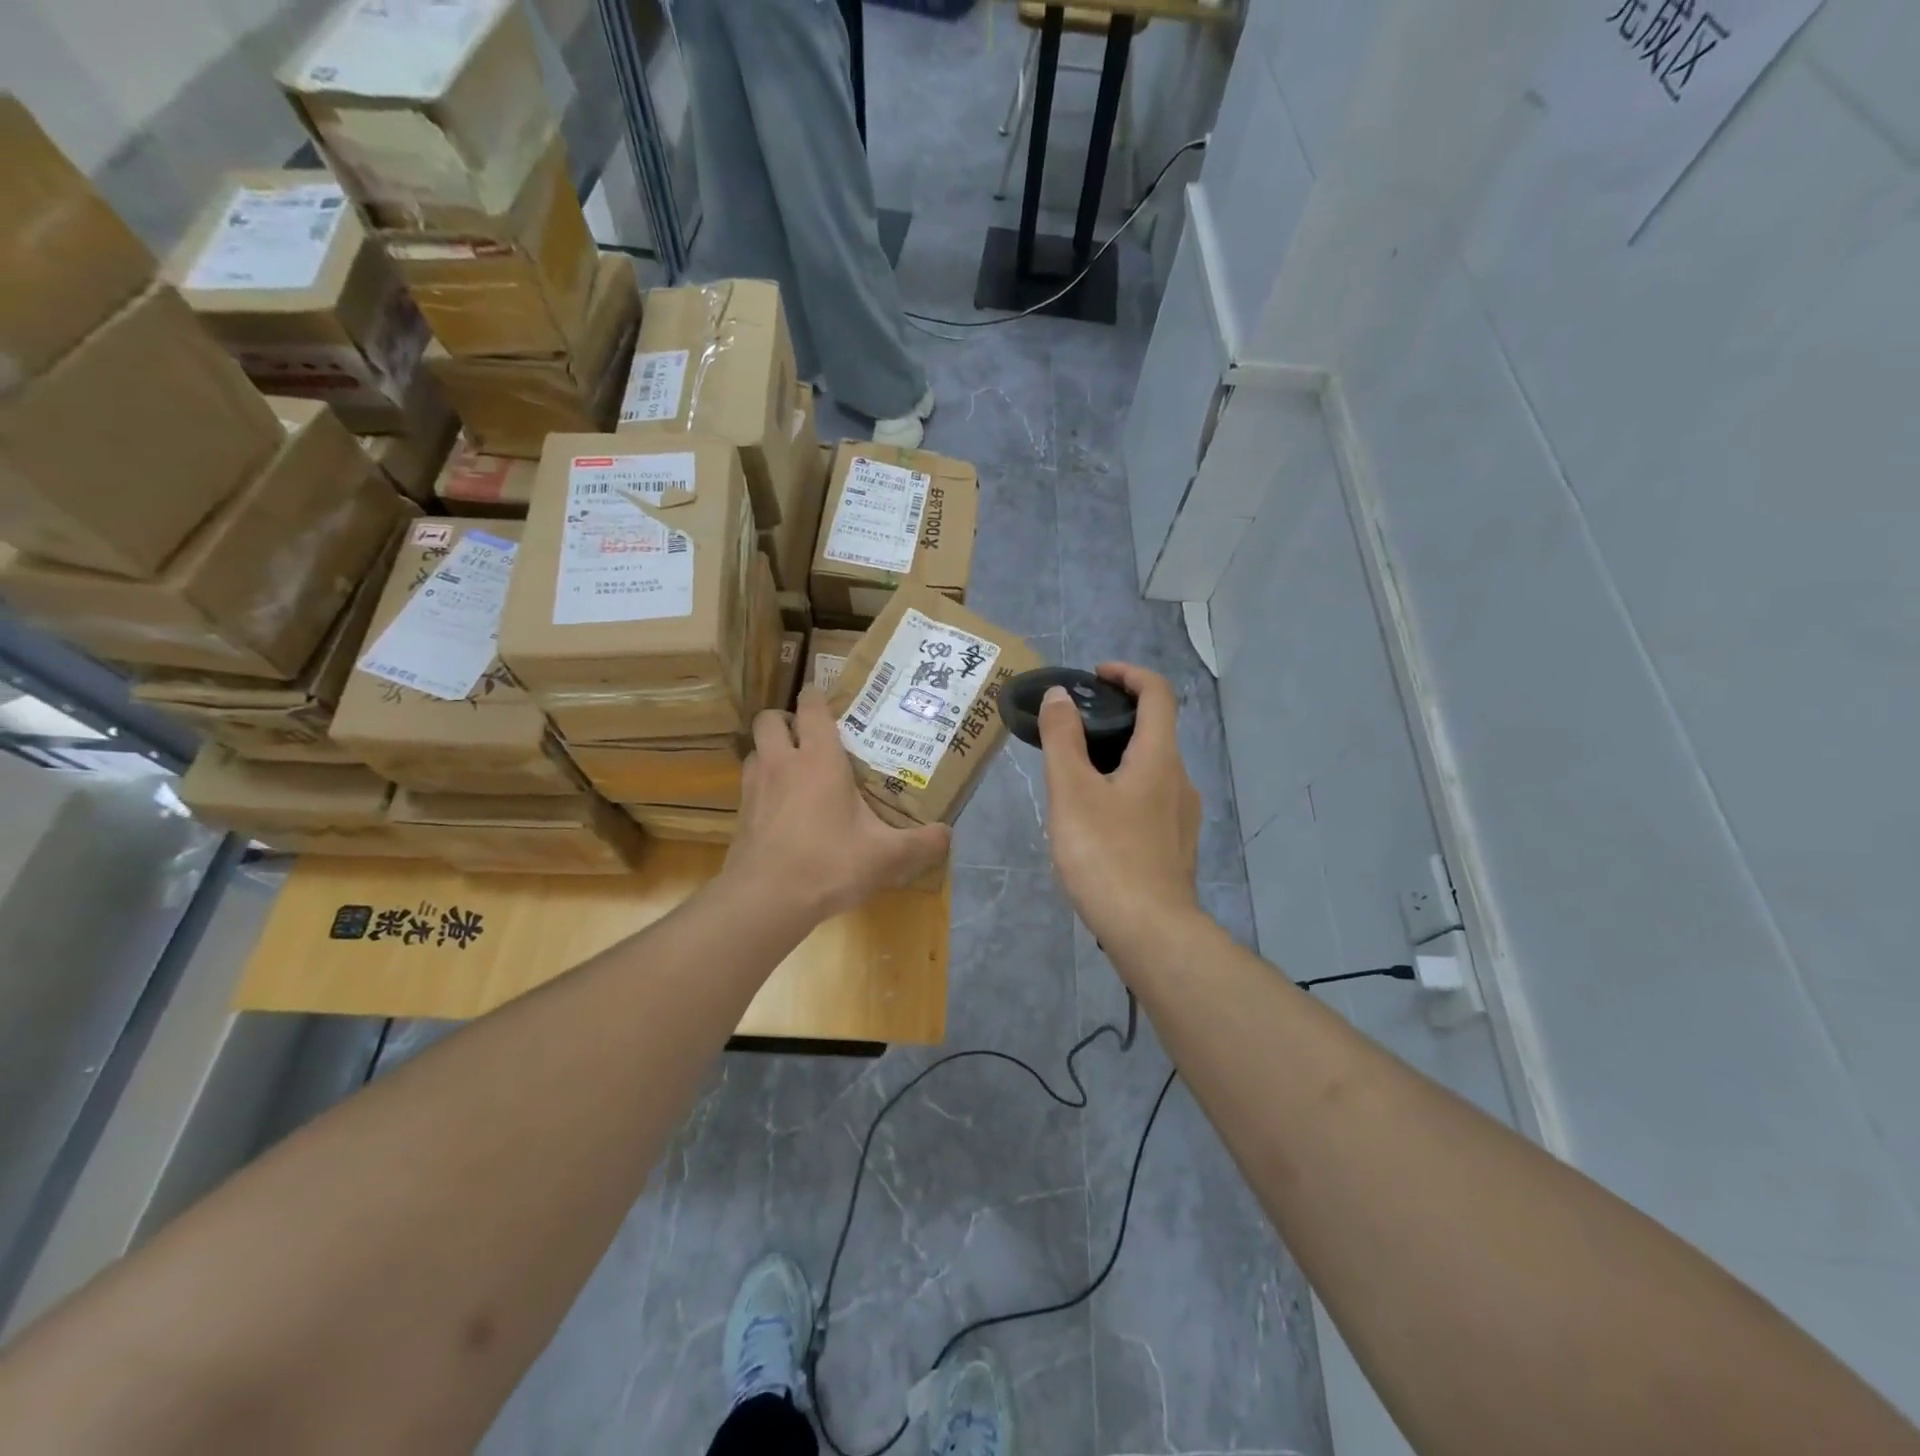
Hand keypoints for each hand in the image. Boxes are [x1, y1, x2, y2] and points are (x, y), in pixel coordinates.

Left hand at [722, 685, 950, 922]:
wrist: (766, 900)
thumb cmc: (829, 863)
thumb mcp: (885, 856)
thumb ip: (921, 843)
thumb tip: (948, 834)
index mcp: (818, 759)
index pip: (811, 707)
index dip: (816, 695)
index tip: (827, 698)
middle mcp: (781, 763)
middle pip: (769, 719)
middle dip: (786, 719)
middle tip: (809, 736)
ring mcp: (754, 788)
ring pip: (754, 750)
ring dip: (771, 751)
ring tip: (795, 770)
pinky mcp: (739, 815)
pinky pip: (749, 784)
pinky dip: (763, 785)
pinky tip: (782, 809)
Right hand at [1040, 663, 1201, 952]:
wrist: (1149, 931)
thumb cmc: (1105, 854)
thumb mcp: (1071, 791)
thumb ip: (1062, 739)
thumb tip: (1060, 696)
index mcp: (1159, 758)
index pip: (1158, 693)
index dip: (1128, 674)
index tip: (1095, 676)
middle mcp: (1180, 780)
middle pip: (1154, 731)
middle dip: (1115, 719)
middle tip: (1072, 729)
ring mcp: (1183, 816)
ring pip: (1151, 769)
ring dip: (1118, 758)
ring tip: (1075, 777)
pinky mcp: (1176, 846)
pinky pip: (1151, 801)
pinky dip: (1125, 790)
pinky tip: (1096, 820)